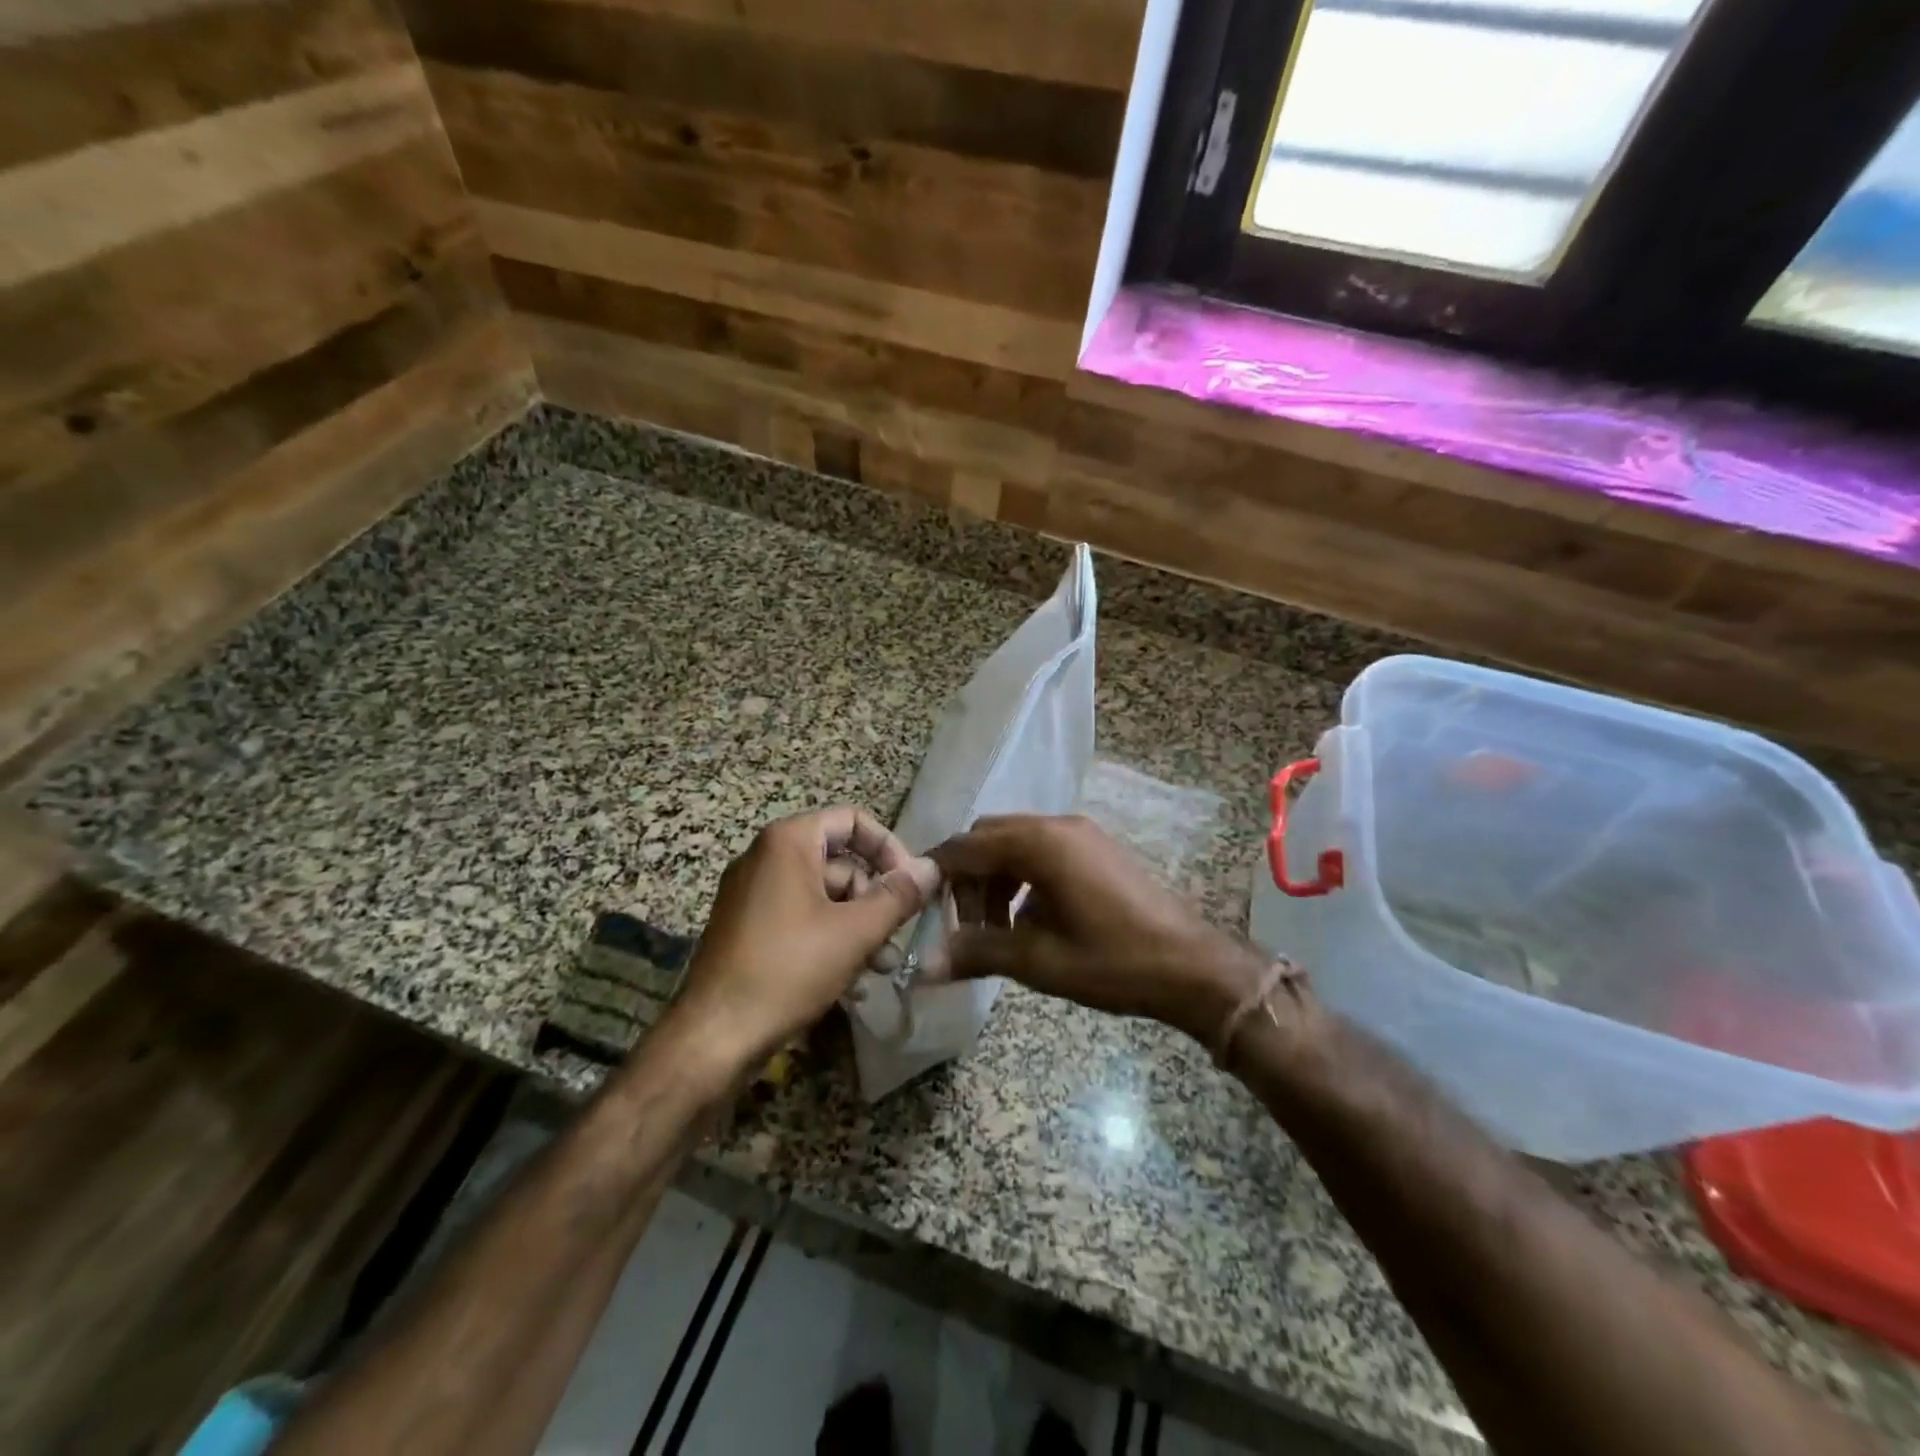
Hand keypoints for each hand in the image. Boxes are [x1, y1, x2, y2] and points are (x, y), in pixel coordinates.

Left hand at [675, 807, 939, 1070]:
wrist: (714, 1036)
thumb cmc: (788, 969)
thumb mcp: (855, 932)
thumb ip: (898, 896)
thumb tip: (931, 867)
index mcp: (787, 842)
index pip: (852, 821)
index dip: (889, 848)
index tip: (911, 884)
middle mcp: (765, 857)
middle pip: (839, 861)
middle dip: (874, 898)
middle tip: (897, 936)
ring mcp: (752, 893)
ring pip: (822, 895)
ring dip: (857, 926)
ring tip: (880, 966)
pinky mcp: (746, 927)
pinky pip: (799, 918)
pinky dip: (828, 938)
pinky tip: (850, 980)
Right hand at [925, 814, 1266, 1044]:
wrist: (1193, 967)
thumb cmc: (1113, 962)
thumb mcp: (1039, 961)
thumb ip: (977, 952)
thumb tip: (923, 966)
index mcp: (1040, 843)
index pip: (967, 846)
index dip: (938, 874)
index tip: (922, 907)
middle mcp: (1058, 825)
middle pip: (989, 837)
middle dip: (969, 878)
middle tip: (967, 927)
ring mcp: (1082, 834)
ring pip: (1016, 843)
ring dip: (996, 879)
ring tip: (998, 930)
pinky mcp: (1097, 848)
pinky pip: (1043, 850)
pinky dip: (1023, 877)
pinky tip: (1031, 920)